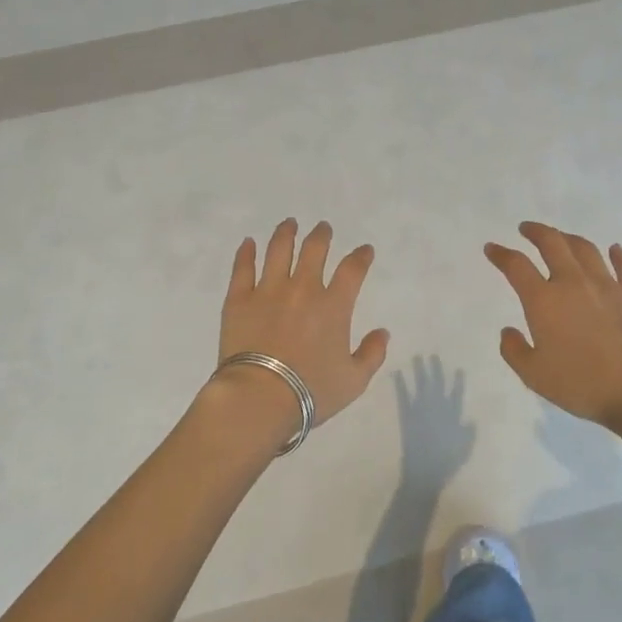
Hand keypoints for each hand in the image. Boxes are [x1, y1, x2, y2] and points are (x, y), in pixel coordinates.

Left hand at [211, 219, 390, 441]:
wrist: (259, 398)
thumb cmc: (310, 392)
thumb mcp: (354, 381)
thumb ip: (372, 354)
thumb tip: (383, 332)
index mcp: (333, 306)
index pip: (352, 270)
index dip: (361, 256)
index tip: (364, 250)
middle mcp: (302, 289)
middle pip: (314, 249)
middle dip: (321, 235)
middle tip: (323, 228)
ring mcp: (268, 290)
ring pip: (278, 250)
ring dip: (286, 233)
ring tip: (289, 223)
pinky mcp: (239, 298)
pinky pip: (242, 268)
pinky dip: (246, 253)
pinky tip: (248, 243)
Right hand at [484, 222, 621, 427]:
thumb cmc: (581, 385)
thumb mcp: (534, 376)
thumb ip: (514, 351)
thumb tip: (508, 331)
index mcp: (544, 300)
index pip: (516, 265)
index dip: (501, 254)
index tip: (492, 248)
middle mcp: (573, 282)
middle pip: (552, 243)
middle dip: (535, 232)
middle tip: (526, 229)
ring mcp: (608, 285)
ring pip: (586, 249)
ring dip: (569, 238)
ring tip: (562, 238)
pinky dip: (618, 255)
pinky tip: (614, 250)